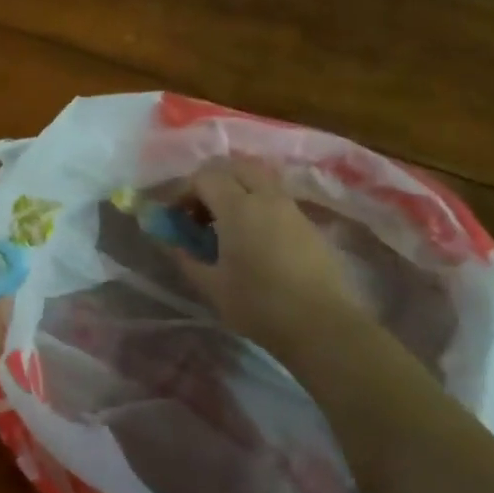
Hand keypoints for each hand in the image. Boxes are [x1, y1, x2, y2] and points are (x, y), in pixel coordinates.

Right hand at [181, 157, 373, 361]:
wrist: (324, 326)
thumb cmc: (260, 306)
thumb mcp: (212, 286)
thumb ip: (186, 257)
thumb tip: (169, 241)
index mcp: (238, 207)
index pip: (204, 176)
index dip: (183, 190)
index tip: (175, 215)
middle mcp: (266, 197)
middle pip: (233, 165)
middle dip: (211, 180)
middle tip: (199, 210)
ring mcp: (291, 207)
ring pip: (257, 177)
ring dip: (235, 187)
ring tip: (224, 221)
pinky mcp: (307, 222)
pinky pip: (274, 195)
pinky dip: (255, 200)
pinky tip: (250, 235)